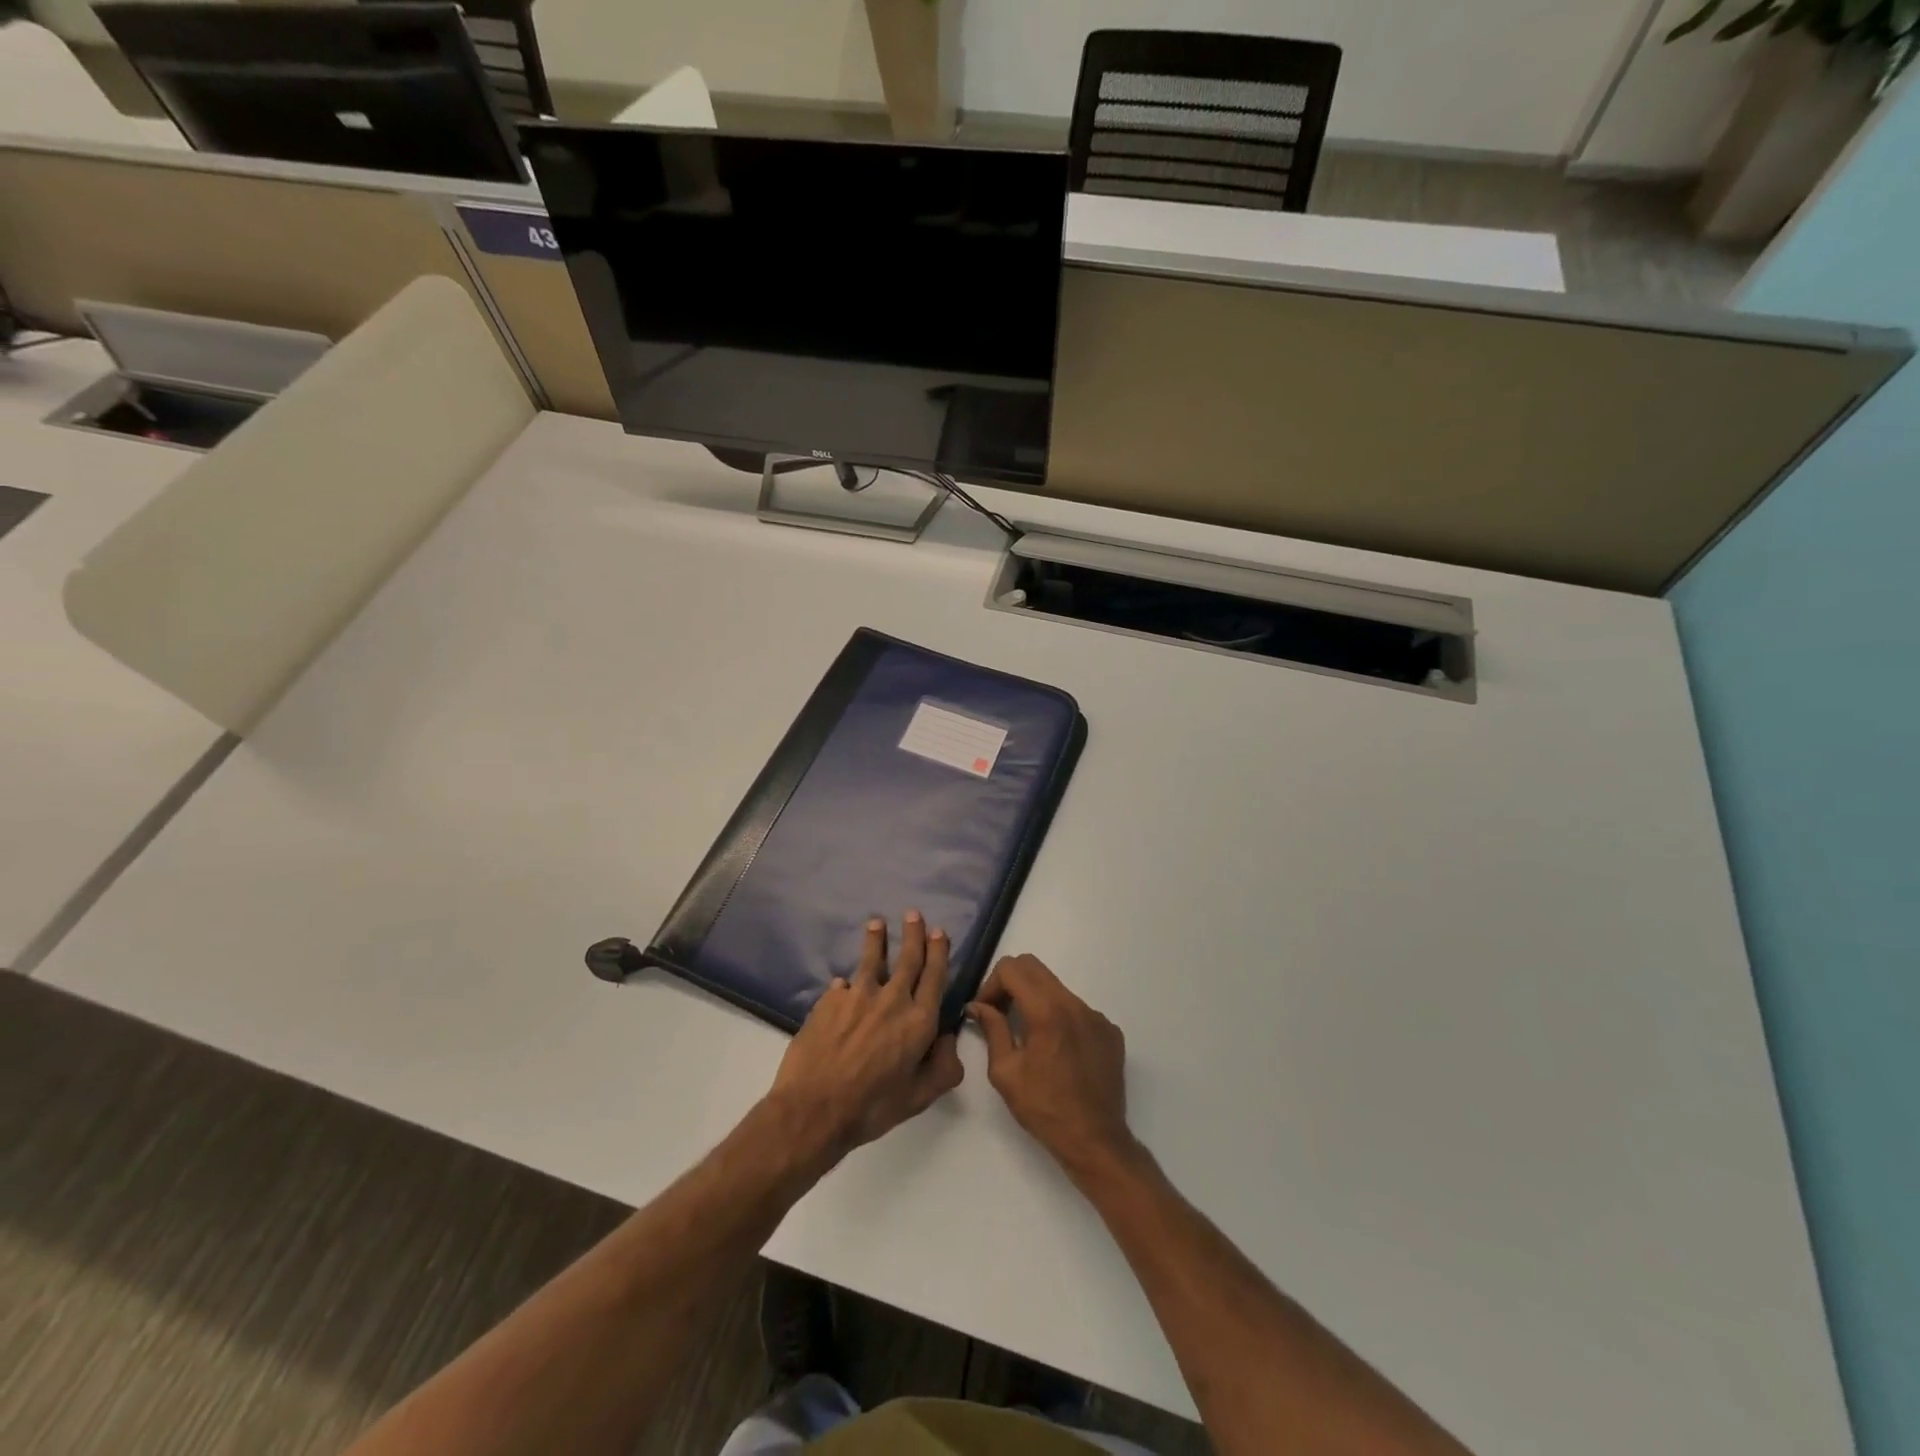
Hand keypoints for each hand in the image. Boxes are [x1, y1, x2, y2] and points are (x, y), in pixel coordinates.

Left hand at [766, 911, 963, 1165]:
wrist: (814, 1109)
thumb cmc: (872, 1108)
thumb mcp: (919, 1098)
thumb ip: (943, 1068)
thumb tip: (949, 1038)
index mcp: (919, 1021)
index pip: (934, 976)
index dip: (938, 952)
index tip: (939, 932)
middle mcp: (891, 1000)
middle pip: (907, 958)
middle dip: (913, 934)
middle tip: (913, 914)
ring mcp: (857, 996)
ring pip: (871, 960)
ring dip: (876, 939)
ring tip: (876, 923)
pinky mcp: (829, 1001)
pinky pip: (842, 986)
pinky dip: (845, 984)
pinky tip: (841, 985)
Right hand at [968, 954, 1136, 1180]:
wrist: (1095, 1141)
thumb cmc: (1044, 1108)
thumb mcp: (1005, 1071)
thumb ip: (992, 1029)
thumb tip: (978, 1006)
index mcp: (1047, 1010)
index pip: (1012, 968)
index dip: (991, 984)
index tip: (986, 1010)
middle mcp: (1075, 1004)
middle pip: (1034, 968)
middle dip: (1011, 984)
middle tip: (1000, 1013)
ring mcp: (1096, 1016)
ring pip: (1056, 988)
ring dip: (1035, 1000)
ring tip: (1028, 1035)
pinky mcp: (1109, 1031)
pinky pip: (1077, 1009)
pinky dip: (1059, 1018)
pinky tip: (1056, 1051)